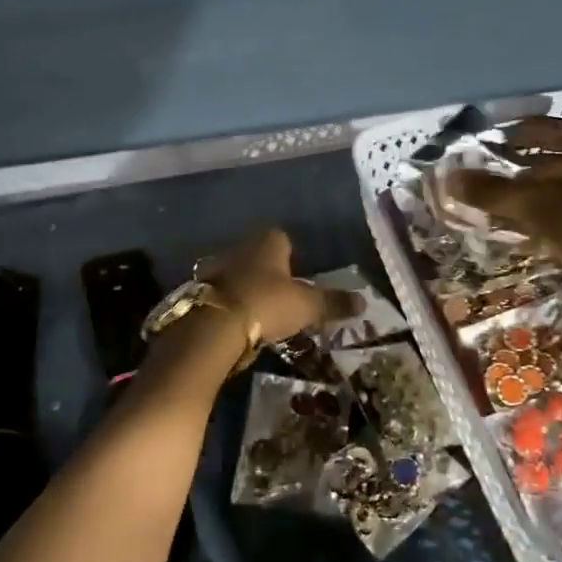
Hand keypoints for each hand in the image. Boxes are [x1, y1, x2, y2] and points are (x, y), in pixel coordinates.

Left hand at [200, 227, 360, 345]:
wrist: (214, 324)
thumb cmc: (267, 303)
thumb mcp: (306, 306)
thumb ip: (333, 302)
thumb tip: (364, 301)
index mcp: (268, 241)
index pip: (283, 238)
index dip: (292, 255)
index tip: (298, 276)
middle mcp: (240, 246)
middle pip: (257, 254)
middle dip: (267, 270)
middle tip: (280, 294)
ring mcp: (216, 266)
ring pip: (236, 271)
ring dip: (245, 286)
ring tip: (257, 310)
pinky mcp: (198, 288)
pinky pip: (219, 291)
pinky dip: (227, 302)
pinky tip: (235, 320)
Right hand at [449, 117, 561, 290]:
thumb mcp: (542, 209)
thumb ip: (495, 192)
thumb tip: (449, 178)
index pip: (542, 128)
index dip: (506, 136)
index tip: (472, 147)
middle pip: (546, 159)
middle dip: (508, 171)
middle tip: (470, 180)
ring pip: (552, 188)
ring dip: (518, 198)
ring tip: (481, 207)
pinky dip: (536, 217)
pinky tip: (508, 229)